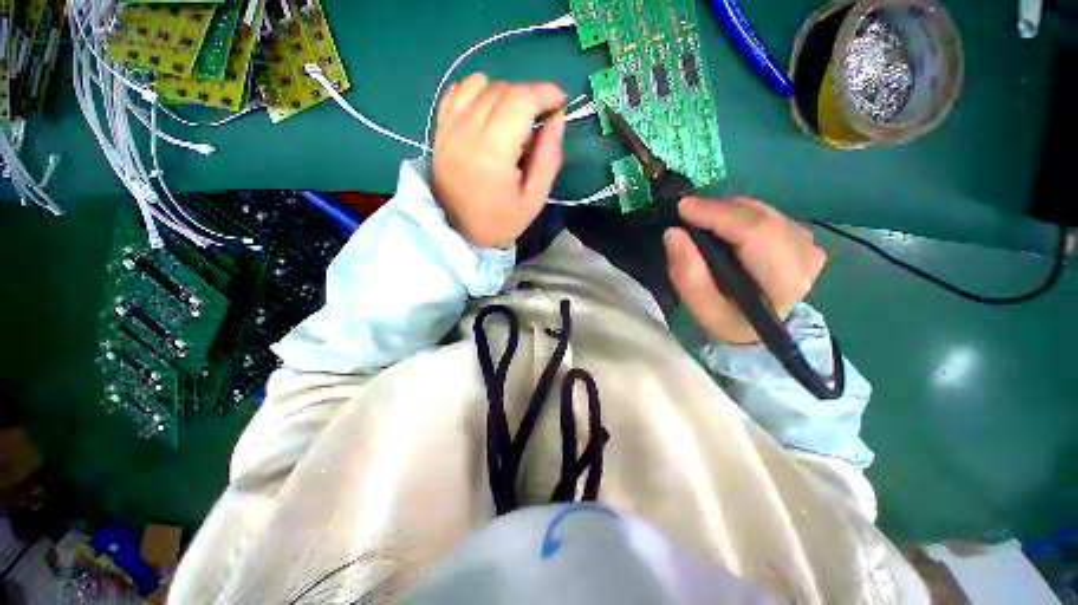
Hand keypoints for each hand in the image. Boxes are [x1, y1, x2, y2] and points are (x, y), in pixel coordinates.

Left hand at [432, 73, 566, 247]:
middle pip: (503, 89)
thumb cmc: (500, 221)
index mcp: (493, 154)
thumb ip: (549, 157)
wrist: (458, 232)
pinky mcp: (440, 129)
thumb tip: (558, 117)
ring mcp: (449, 128)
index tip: (560, 103)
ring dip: (505, 95)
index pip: (521, 101)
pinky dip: (478, 92)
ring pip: (481, 85)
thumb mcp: (534, 199)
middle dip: (529, 97)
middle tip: (538, 122)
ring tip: (513, 121)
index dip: (546, 93)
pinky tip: (488, 112)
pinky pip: (458, 91)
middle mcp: (467, 133)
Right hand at [664, 197, 825, 344]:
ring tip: (702, 221)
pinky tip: (724, 227)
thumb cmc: (729, 319)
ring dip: (727, 211)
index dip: (718, 215)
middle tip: (686, 211)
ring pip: (761, 211)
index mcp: (784, 280)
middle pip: (759, 216)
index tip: (683, 208)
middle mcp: (805, 255)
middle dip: (718, 209)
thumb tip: (673, 233)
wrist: (759, 327)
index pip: (755, 233)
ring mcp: (807, 242)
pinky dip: (739, 214)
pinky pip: (765, 212)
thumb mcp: (702, 308)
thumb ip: (687, 274)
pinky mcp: (802, 235)